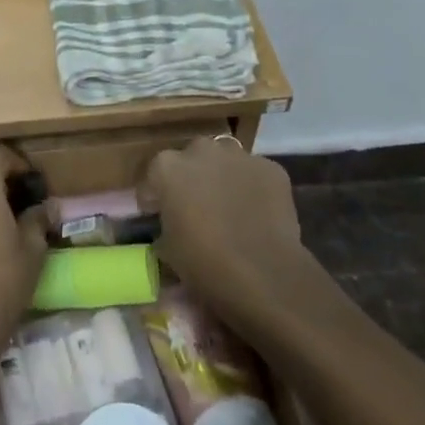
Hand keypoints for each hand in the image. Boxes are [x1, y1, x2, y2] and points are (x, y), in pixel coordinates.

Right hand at [140, 137, 309, 324]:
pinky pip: (255, 174)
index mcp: (167, 167)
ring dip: (223, 177)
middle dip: (192, 179)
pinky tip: (258, 213)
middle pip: (191, 159)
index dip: (155, 197)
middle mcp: (200, 150)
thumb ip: (165, 226)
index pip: (153, 176)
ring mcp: (239, 156)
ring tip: (229, 207)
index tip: (159, 215)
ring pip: (225, 161)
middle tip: (197, 208)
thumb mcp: (167, 249)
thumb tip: (171, 225)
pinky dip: (253, 188)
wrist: (263, 274)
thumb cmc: (204, 263)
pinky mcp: (271, 168)